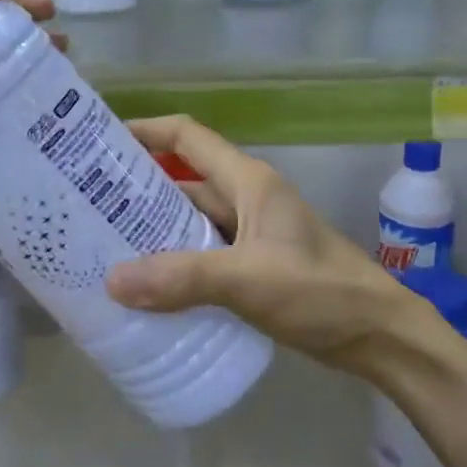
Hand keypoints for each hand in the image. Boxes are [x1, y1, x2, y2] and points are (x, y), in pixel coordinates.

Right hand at [105, 116, 447, 374]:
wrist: (379, 335)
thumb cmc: (320, 291)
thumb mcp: (248, 279)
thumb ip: (182, 279)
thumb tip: (112, 281)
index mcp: (248, 181)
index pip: (188, 137)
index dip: (145, 131)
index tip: (99, 143)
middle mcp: (246, 199)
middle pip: (183, 181)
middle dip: (137, 190)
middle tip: (86, 205)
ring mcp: (251, 234)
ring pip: (191, 222)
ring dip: (154, 232)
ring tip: (104, 246)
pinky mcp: (253, 267)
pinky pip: (203, 255)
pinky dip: (175, 264)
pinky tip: (146, 285)